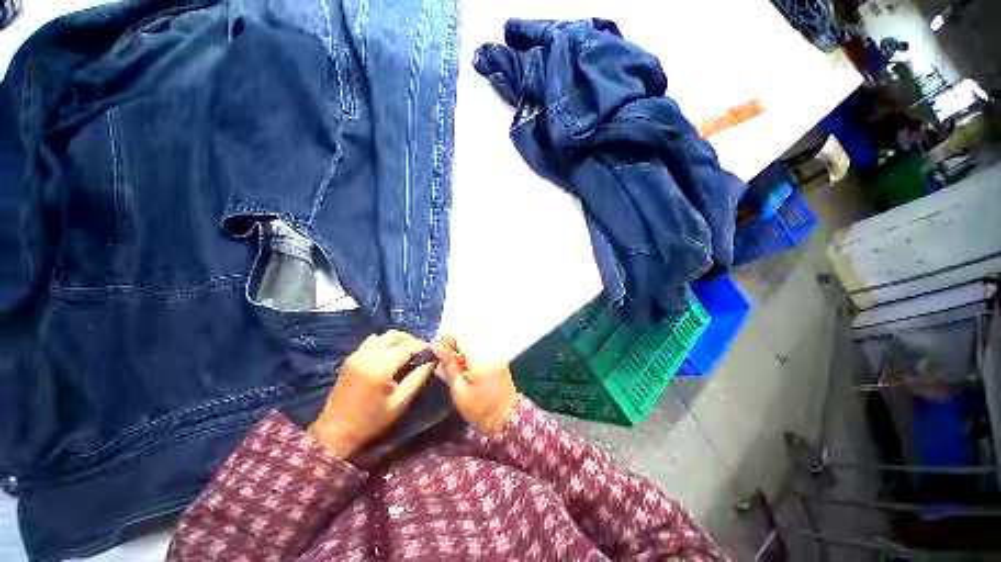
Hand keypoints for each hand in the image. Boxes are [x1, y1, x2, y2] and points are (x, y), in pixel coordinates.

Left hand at [308, 330, 435, 457]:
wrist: (335, 432)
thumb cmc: (371, 421)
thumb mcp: (400, 402)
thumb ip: (418, 377)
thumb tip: (433, 360)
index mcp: (380, 367)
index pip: (408, 346)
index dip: (423, 346)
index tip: (433, 351)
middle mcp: (367, 355)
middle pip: (395, 335)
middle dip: (411, 340)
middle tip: (421, 352)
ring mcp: (357, 355)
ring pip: (383, 335)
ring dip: (397, 340)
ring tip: (407, 353)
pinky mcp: (351, 358)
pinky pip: (372, 341)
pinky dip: (384, 343)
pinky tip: (390, 356)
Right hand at [431, 337, 517, 435]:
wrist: (507, 417)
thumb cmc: (479, 408)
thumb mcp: (459, 390)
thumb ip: (449, 365)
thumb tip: (436, 346)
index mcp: (479, 356)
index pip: (459, 335)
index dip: (445, 339)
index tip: (435, 350)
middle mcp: (490, 349)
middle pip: (467, 334)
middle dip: (453, 343)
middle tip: (444, 359)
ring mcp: (496, 351)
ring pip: (474, 338)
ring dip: (462, 346)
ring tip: (455, 362)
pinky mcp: (499, 355)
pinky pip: (482, 345)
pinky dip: (472, 350)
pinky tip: (467, 364)